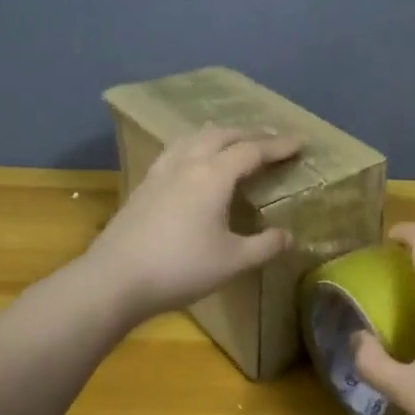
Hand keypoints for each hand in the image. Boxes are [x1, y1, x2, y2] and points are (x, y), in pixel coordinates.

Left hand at [84, 124, 301, 320]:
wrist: (115, 280)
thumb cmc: (180, 268)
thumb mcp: (233, 261)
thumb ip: (265, 246)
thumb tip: (288, 235)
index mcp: (213, 176)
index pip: (252, 150)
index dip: (278, 145)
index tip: (300, 142)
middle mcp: (187, 164)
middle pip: (221, 136)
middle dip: (249, 134)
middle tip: (270, 141)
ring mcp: (161, 173)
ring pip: (193, 138)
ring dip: (218, 135)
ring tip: (231, 142)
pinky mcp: (143, 186)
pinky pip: (174, 151)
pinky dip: (194, 147)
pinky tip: (191, 163)